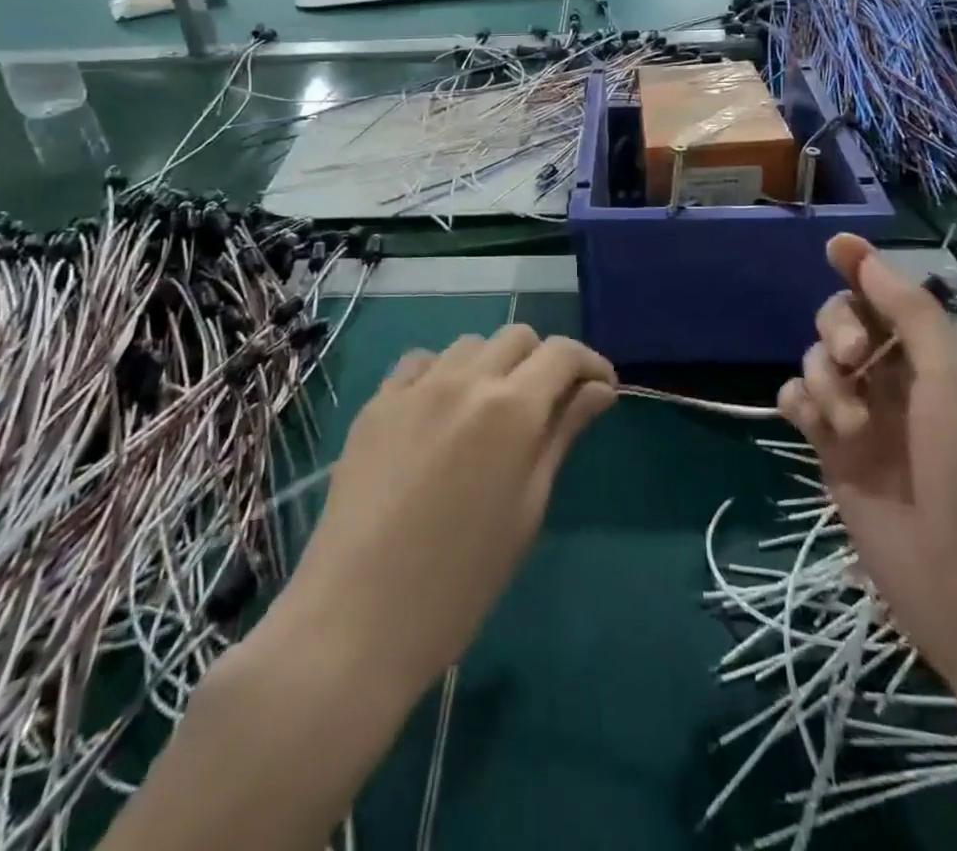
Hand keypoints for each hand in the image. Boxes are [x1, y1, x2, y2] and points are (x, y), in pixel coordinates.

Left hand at [282, 326, 616, 690]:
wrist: (356, 619)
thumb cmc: (461, 580)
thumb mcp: (528, 508)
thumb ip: (562, 435)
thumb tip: (599, 391)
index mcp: (511, 408)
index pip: (563, 353)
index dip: (590, 363)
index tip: (600, 390)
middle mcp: (465, 379)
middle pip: (518, 336)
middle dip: (544, 361)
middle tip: (548, 405)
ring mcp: (414, 387)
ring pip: (470, 344)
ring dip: (494, 364)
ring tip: (491, 411)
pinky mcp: (376, 403)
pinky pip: (420, 363)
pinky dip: (443, 373)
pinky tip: (440, 413)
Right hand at [777, 235, 956, 680]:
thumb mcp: (956, 378)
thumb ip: (909, 312)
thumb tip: (866, 257)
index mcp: (936, 357)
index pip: (890, 296)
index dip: (862, 267)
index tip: (835, 246)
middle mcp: (896, 378)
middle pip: (843, 320)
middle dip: (838, 326)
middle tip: (853, 357)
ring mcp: (861, 414)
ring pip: (817, 360)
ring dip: (825, 378)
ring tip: (850, 424)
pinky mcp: (831, 449)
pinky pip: (799, 401)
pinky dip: (802, 402)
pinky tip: (815, 425)